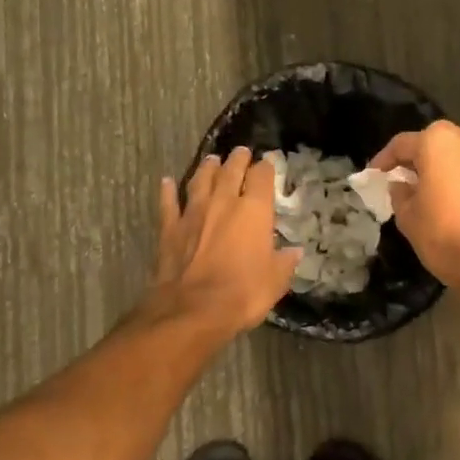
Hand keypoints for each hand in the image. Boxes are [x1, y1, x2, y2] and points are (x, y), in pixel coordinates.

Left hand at [145, 147, 300, 340]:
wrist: (192, 309)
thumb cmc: (242, 293)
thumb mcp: (275, 281)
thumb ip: (284, 262)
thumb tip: (294, 252)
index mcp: (254, 211)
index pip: (262, 177)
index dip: (266, 168)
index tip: (268, 164)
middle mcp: (223, 202)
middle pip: (230, 171)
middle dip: (238, 159)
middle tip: (241, 151)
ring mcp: (193, 213)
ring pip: (200, 180)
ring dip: (207, 168)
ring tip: (211, 159)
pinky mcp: (169, 228)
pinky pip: (168, 203)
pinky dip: (167, 191)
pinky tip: (166, 182)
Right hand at [370, 121, 459, 287]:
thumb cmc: (442, 235)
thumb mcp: (407, 216)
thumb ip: (399, 193)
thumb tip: (401, 184)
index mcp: (438, 143)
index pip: (402, 144)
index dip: (384, 159)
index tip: (374, 175)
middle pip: (434, 141)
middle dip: (416, 156)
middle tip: (401, 176)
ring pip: (456, 153)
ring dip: (439, 165)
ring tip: (424, 188)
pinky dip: (458, 177)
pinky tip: (448, 199)